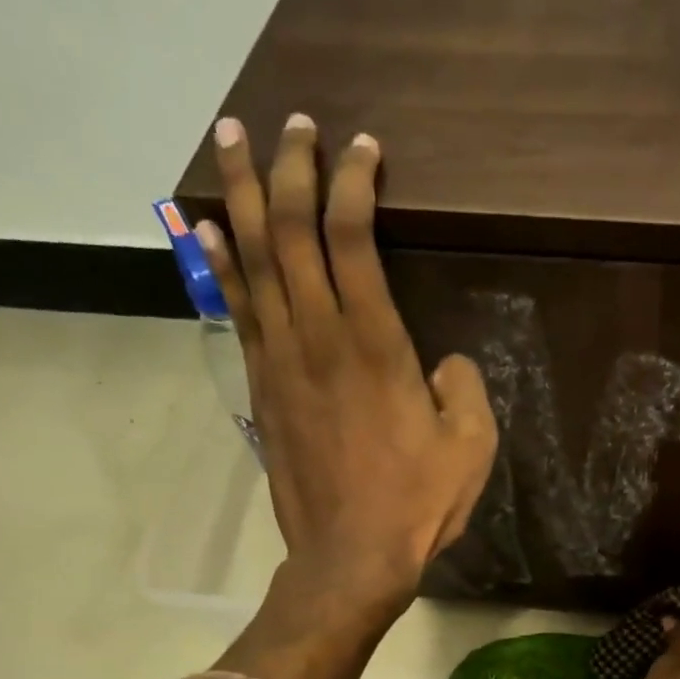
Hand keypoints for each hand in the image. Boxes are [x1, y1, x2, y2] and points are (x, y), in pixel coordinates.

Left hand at [200, 113, 496, 624]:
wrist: (348, 556)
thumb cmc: (417, 503)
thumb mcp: (471, 447)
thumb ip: (463, 388)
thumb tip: (444, 363)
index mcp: (375, 345)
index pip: (352, 237)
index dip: (353, 182)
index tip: (361, 147)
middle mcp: (318, 337)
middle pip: (287, 230)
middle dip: (286, 166)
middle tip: (289, 121)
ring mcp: (279, 360)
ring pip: (251, 259)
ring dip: (238, 194)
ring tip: (228, 140)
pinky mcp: (260, 386)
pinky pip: (236, 308)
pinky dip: (221, 261)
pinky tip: (208, 229)